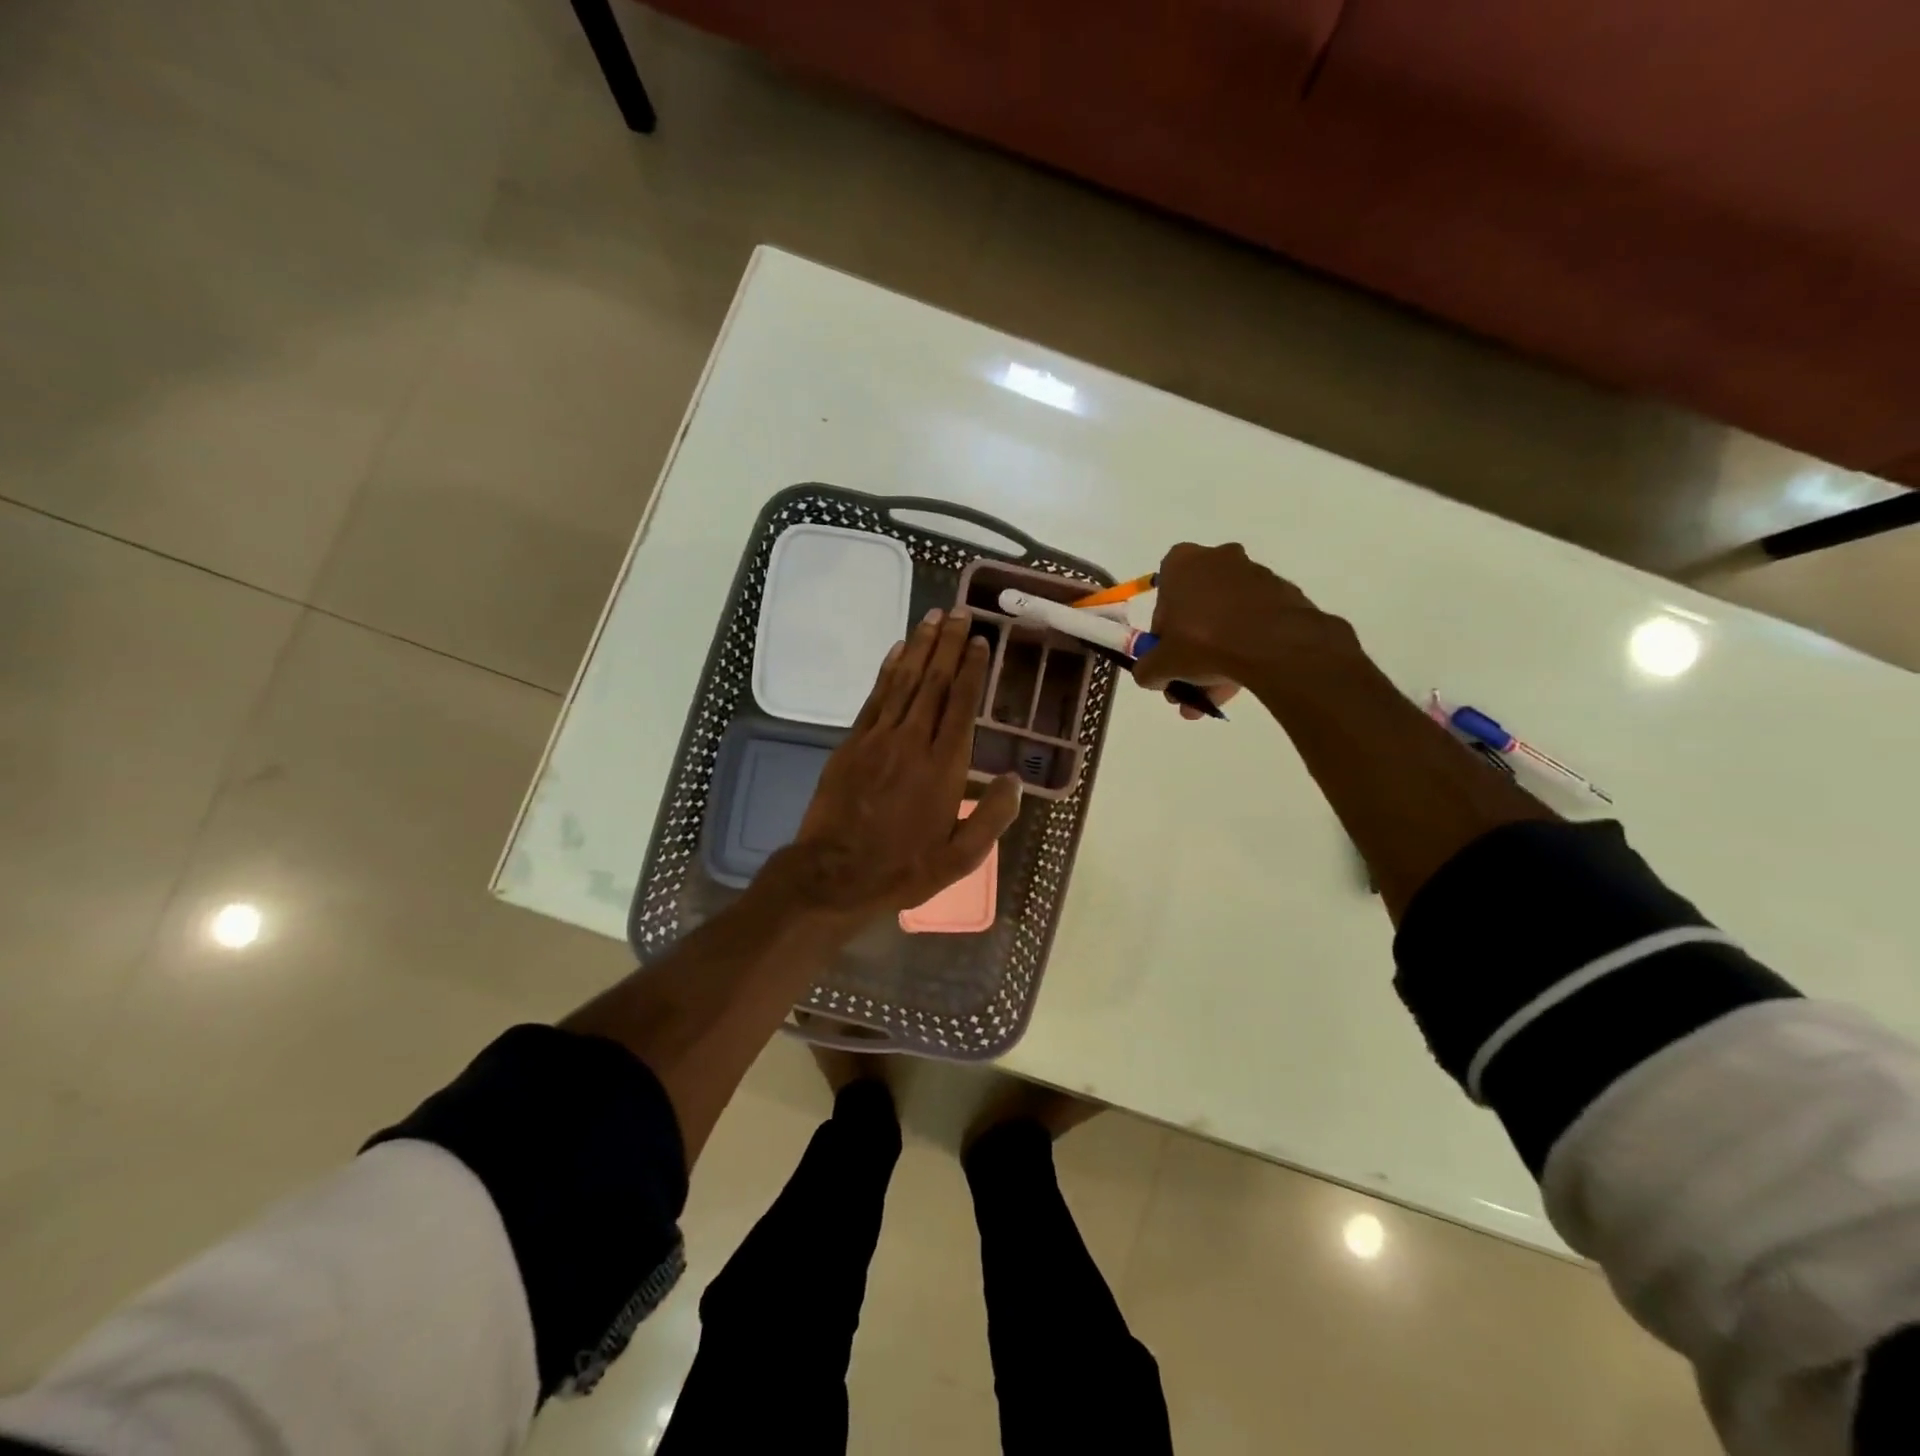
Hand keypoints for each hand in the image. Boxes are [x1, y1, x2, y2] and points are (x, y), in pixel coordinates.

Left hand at [780, 608, 1021, 920]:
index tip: (980, 640)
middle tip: (959, 611)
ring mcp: (878, 738)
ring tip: (933, 617)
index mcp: (944, 768)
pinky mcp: (852, 743)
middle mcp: (913, 742)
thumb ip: (992, 817)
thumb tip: (1014, 780)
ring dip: (919, 646)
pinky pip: (875, 697)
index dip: (972, 669)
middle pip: (934, 682)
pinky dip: (888, 670)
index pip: (961, 705)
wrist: (835, 874)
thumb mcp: (960, 858)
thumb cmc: (903, 868)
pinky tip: (897, 651)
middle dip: (948, 644)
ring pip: (904, 682)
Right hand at [1133, 543, 1361, 714]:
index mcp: (1182, 563)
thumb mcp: (1161, 664)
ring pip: (1226, 621)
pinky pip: (1254, 625)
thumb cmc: (1203, 641)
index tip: (1168, 657)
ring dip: (1217, 657)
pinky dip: (1245, 649)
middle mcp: (1218, 558)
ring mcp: (1254, 575)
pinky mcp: (1282, 595)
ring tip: (1214, 698)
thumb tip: (1149, 675)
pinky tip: (1240, 681)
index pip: (1163, 596)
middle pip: (1197, 610)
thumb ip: (1147, 669)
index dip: (1163, 633)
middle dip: (1191, 652)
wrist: (1273, 644)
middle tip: (1189, 685)